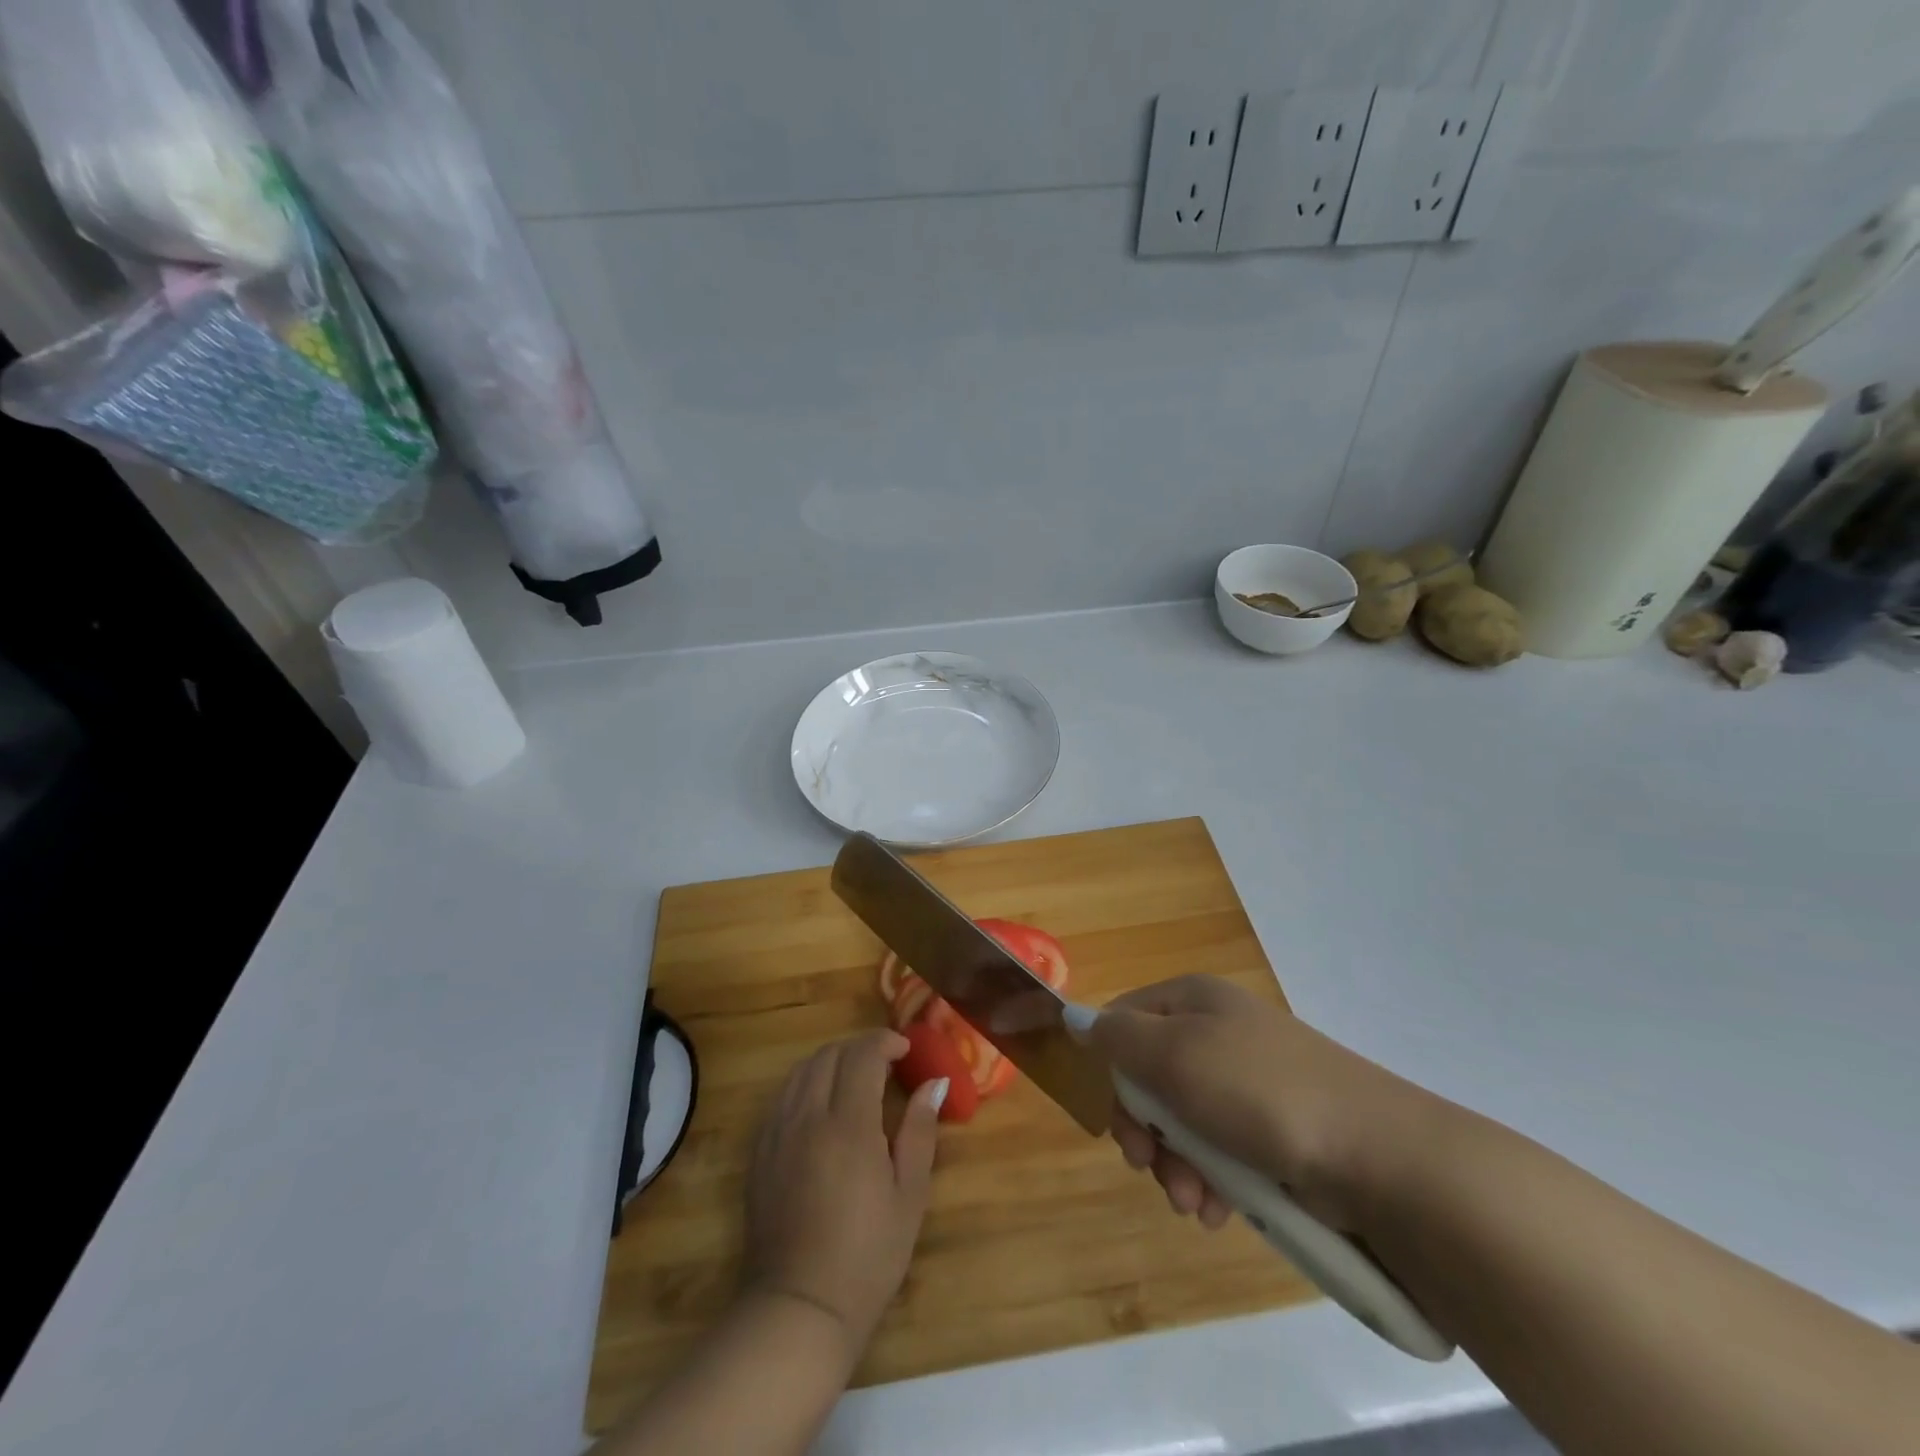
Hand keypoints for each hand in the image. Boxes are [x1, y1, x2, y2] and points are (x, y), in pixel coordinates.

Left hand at [742, 1030, 943, 1356]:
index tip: (905, 1049)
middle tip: (884, 1064)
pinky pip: (781, 1097)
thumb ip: (920, 1130)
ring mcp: (777, 1133)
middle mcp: (808, 1116)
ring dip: (830, 1061)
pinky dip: (805, 1085)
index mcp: (849, 1124)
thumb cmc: (868, 1254)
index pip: (862, 1054)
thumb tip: (934, 1083)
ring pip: (801, 1071)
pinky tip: (821, 1107)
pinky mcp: (760, 1152)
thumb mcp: (909, 1194)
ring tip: (853, 1079)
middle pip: (829, 1055)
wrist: (800, 1307)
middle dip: (858, 1048)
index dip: (885, 1042)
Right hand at [1083, 975, 1436, 1232]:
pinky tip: (1217, 1210)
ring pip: (1182, 1122)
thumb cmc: (1261, 1094)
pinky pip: (1220, 1152)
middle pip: (1149, 1077)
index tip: (1115, 1118)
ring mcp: (1248, 1082)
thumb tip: (1072, 1016)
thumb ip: (1116, 1037)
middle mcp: (1217, 1032)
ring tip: (1192, 1201)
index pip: (1122, 1022)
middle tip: (1149, 1166)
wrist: (1380, 1157)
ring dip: (1175, 1165)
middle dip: (1144, 1130)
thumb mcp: (1174, 1055)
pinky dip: (1210, 1182)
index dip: (1109, 1070)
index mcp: (1193, 1000)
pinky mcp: (1274, 1130)